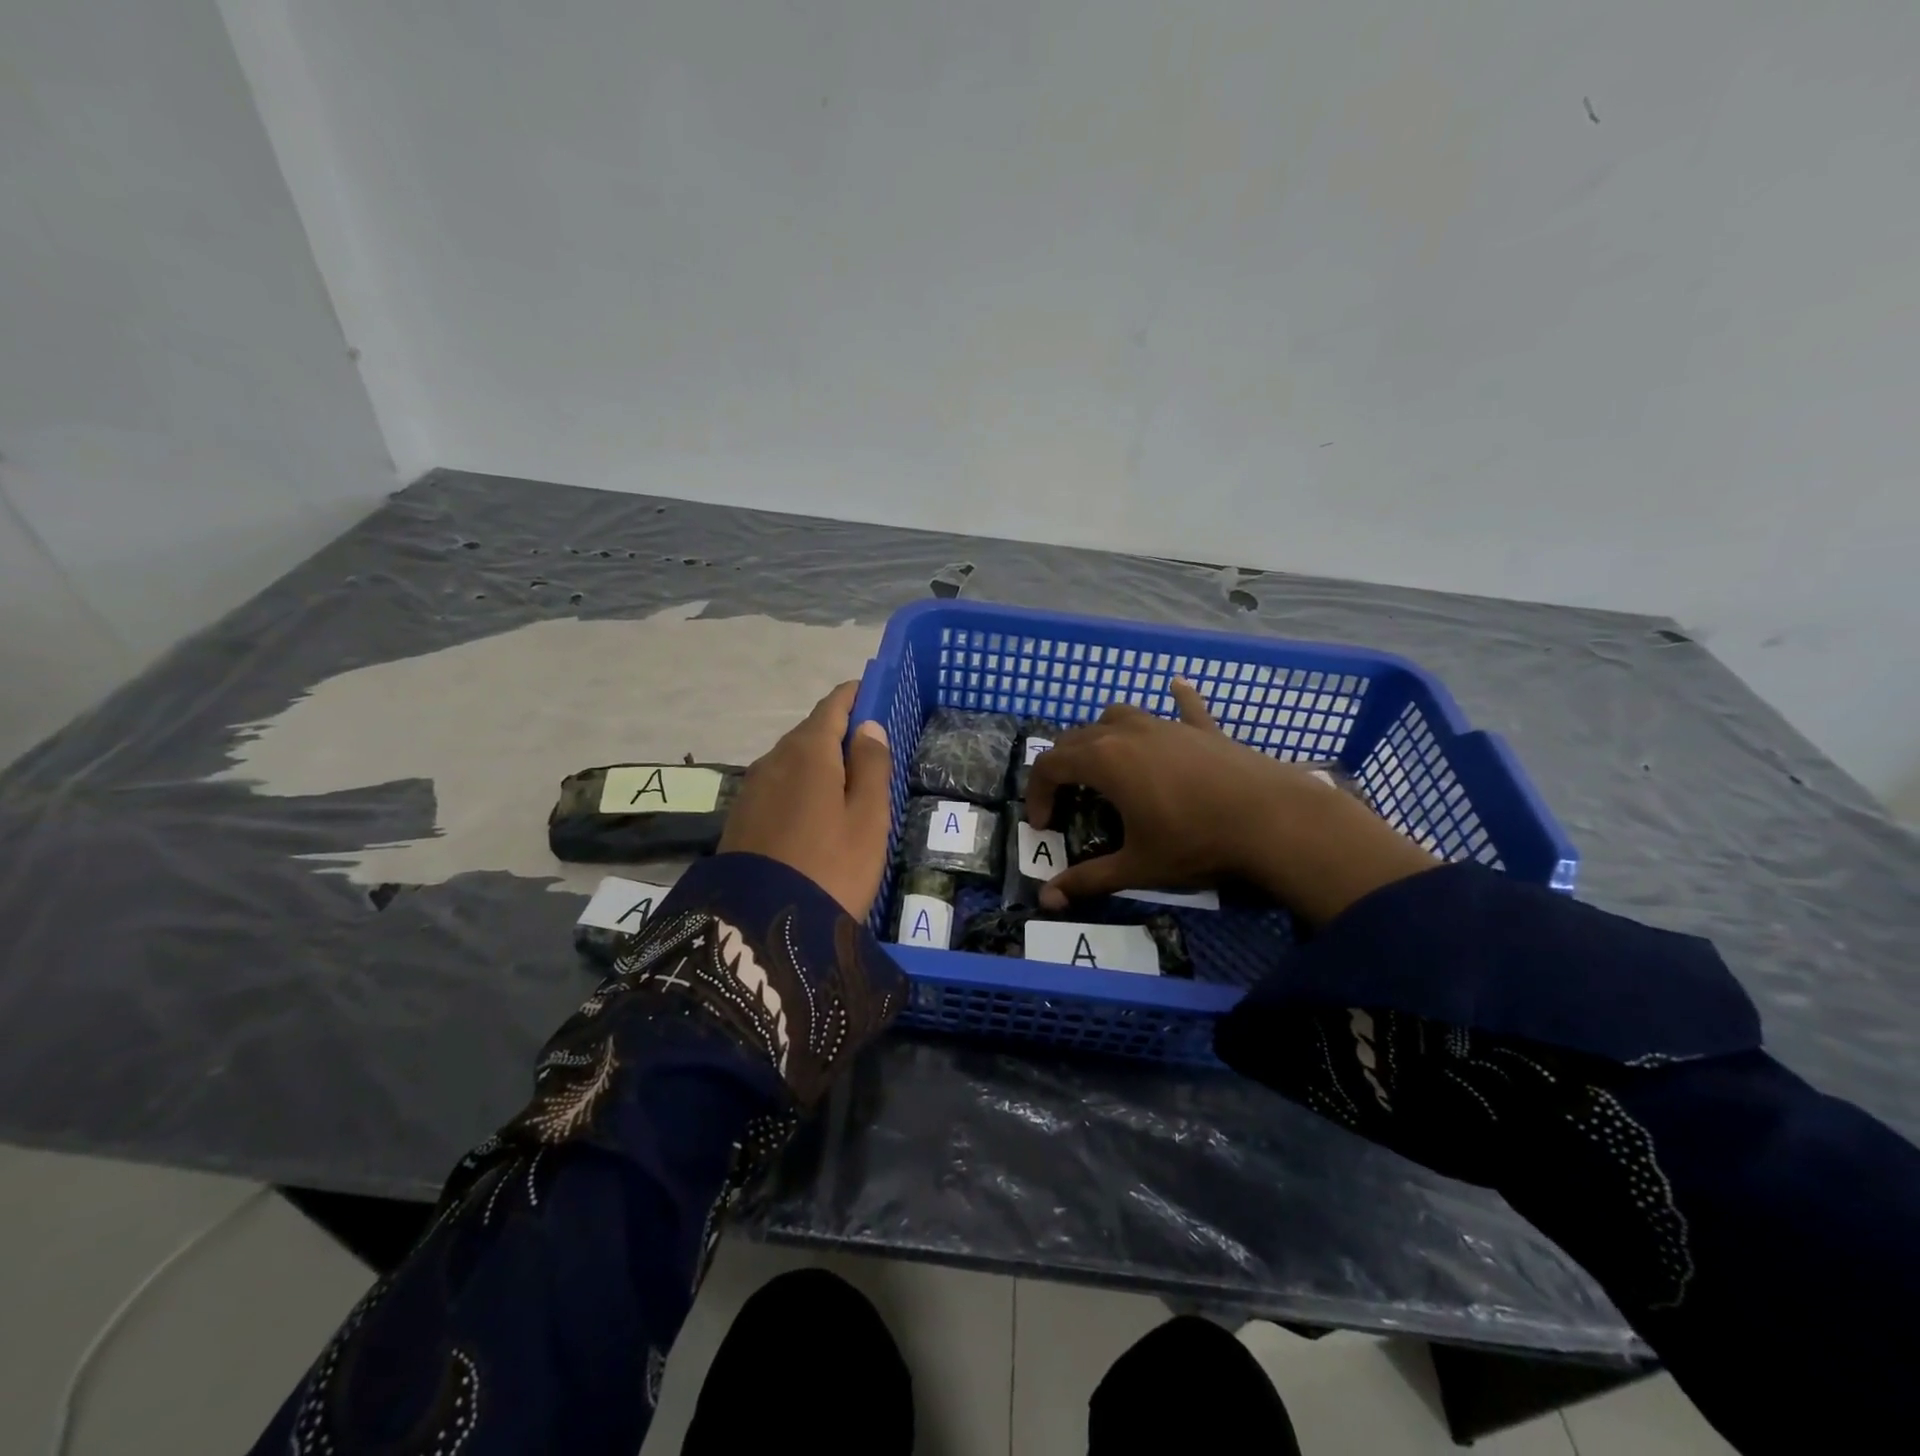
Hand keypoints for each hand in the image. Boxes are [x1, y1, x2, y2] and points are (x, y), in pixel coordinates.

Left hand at [718, 682, 892, 918]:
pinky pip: (779, 785)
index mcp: (808, 751)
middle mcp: (774, 759)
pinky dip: (802, 784)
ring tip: (848, 782)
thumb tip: (868, 727)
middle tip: (871, 747)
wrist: (761, 928)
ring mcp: (753, 788)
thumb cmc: (832, 867)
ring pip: (794, 760)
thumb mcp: (868, 818)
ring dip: (820, 760)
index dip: (856, 696)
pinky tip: (816, 809)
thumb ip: (872, 766)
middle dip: (840, 731)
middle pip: (811, 732)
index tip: (876, 693)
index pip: (833, 706)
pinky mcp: (742, 816)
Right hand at [1024, 681, 1436, 924]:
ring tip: (1106, 762)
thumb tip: (1047, 900)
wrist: (1274, 820)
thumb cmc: (1195, 842)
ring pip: (1119, 715)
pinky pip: (1184, 706)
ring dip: (1102, 734)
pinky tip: (1177, 687)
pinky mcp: (1202, 729)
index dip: (1036, 793)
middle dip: (1062, 766)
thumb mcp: (1138, 866)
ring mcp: (1167, 725)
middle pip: (1077, 737)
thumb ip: (1088, 880)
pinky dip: (1175, 699)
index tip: (1044, 825)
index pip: (1049, 764)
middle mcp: (1128, 732)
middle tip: (1067, 800)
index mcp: (1104, 760)